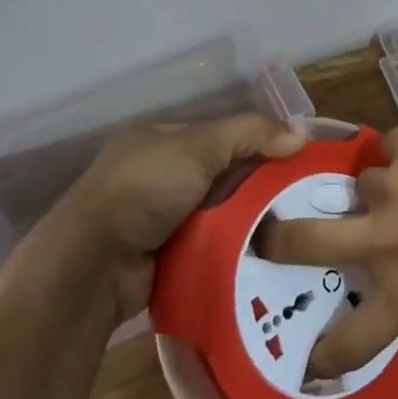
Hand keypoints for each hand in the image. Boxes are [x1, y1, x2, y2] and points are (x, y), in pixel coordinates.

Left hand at [63, 113, 307, 317]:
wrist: (93, 265)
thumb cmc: (144, 190)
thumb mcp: (200, 147)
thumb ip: (250, 134)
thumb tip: (301, 132)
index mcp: (162, 142)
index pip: (222, 136)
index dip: (259, 143)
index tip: (297, 159)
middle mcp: (160, 177)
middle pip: (224, 177)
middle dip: (258, 188)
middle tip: (304, 200)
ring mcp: (160, 221)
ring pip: (220, 215)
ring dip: (248, 223)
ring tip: (295, 231)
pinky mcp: (165, 260)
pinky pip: (210, 249)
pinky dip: (232, 251)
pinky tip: (267, 256)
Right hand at [256, 118, 397, 377]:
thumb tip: (386, 276)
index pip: (346, 341)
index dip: (320, 355)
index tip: (304, 359)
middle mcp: (387, 242)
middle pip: (301, 240)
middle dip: (276, 238)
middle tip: (267, 232)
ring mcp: (393, 185)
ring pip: (360, 181)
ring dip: (381, 185)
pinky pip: (392, 146)